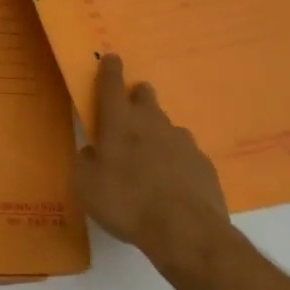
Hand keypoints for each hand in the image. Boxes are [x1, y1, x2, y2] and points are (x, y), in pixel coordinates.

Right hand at [75, 55, 232, 280]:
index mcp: (119, 121)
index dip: (110, 69)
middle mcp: (151, 122)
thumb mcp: (86, 186)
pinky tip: (174, 182)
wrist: (186, 232)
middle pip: (145, 96)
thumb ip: (85, 162)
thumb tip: (91, 151)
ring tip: (152, 158)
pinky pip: (186, 153)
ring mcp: (182, 141)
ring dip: (158, 133)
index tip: (111, 58)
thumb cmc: (126, 202)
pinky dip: (177, 160)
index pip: (111, 84)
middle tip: (131, 109)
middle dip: (138, 96)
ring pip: (167, 126)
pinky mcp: (204, 164)